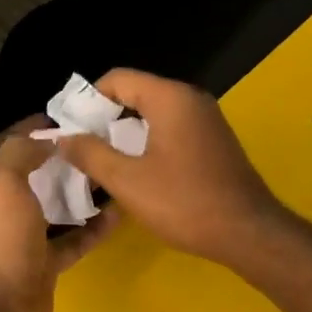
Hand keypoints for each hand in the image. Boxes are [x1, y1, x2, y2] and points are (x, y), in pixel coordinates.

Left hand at [0, 119, 114, 311]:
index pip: (5, 145)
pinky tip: (119, 212)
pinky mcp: (42, 264)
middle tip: (98, 141)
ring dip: (79, 192)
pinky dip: (93, 228)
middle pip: (32, 175)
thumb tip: (47, 139)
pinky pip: (72, 239)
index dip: (33, 129)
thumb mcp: (1, 179)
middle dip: (61, 159)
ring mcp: (19, 238)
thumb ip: (22, 150)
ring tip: (112, 170)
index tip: (68, 116)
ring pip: (54, 207)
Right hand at [55, 69, 285, 266]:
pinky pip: (172, 130)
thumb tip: (63, 137)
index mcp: (171, 98)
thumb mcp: (128, 181)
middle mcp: (191, 100)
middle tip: (81, 149)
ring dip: (126, 134)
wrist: (248, 232)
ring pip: (154, 114)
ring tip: (102, 164)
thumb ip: (91, 154)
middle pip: (136, 94)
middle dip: (105, 118)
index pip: (118, 79)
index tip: (70, 129)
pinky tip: (137, 172)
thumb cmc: (185, 203)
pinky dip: (149, 143)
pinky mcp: (213, 141)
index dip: (88, 100)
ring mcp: (206, 120)